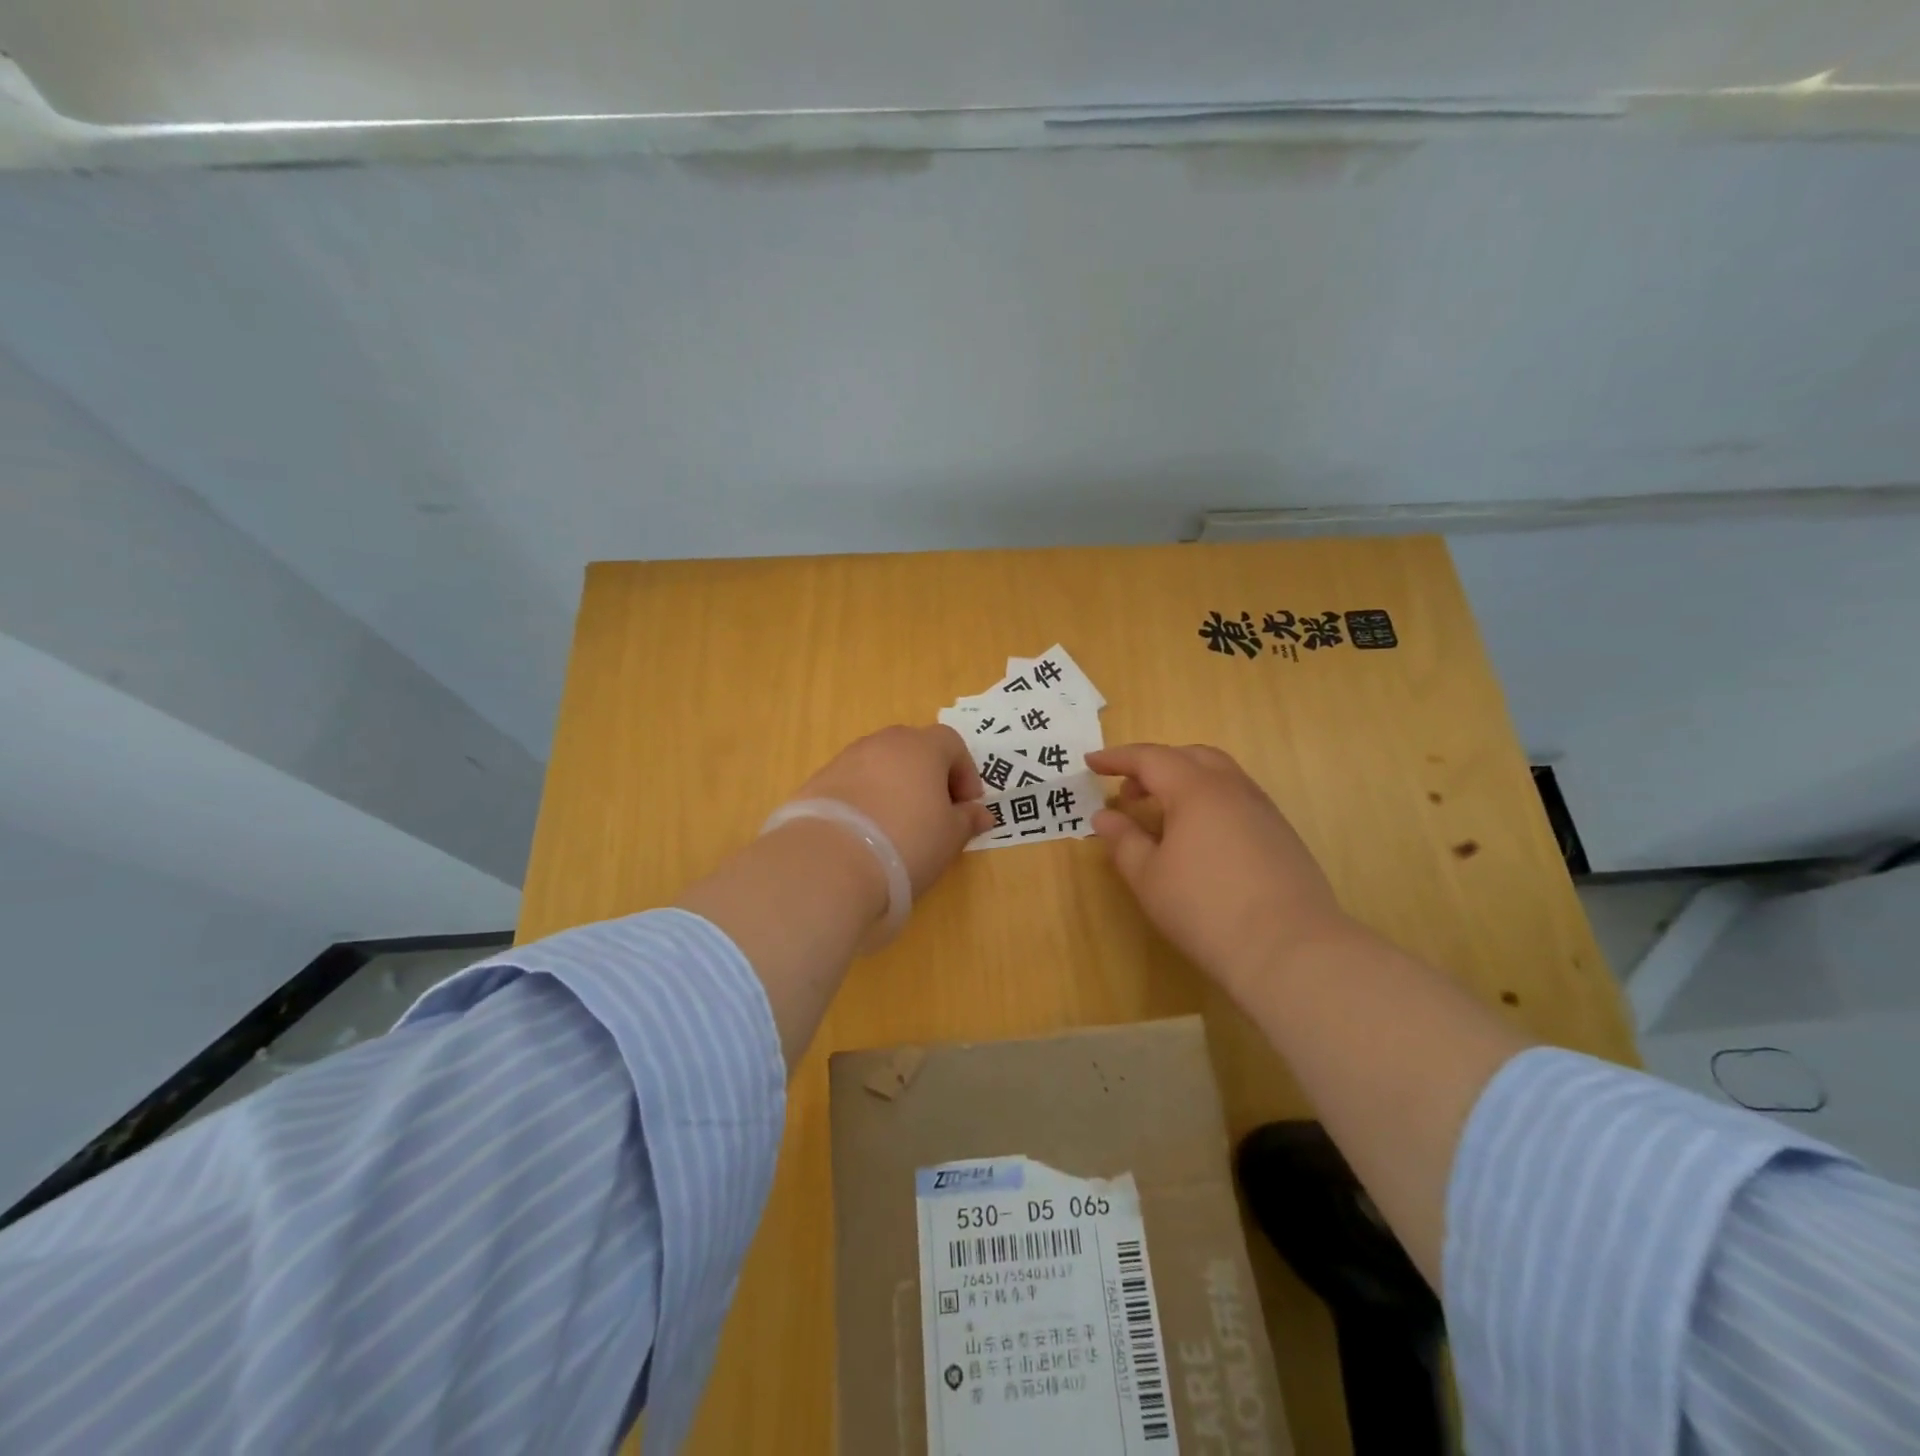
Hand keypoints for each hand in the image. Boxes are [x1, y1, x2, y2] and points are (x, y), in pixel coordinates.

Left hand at [790, 725, 994, 899]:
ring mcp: (846, 759)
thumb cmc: (907, 841)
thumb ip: (967, 819)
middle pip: (914, 748)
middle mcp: (882, 743)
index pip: (952, 743)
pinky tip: (864, 833)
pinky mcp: (817, 782)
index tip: (967, 806)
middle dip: (929, 776)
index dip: (965, 773)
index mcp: (921, 746)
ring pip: (880, 765)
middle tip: (934, 813)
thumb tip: (980, 813)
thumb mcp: (950, 837)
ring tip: (897, 826)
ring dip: (894, 787)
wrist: (830, 861)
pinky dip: (864, 800)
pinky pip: (852, 784)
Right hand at [1087, 743, 1355, 1001]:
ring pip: (1219, 774)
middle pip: (1189, 756)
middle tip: (1128, 792)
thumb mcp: (1148, 878)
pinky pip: (1237, 798)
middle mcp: (1233, 788)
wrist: (1289, 949)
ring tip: (1161, 814)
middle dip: (1154, 765)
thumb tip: (1105, 817)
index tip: (1090, 763)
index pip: (1150, 758)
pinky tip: (1199, 837)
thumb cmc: (1205, 909)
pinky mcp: (1281, 834)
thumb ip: (1123, 841)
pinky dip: (1208, 800)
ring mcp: (1263, 810)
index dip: (1117, 758)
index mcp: (1195, 790)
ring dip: (1184, 781)